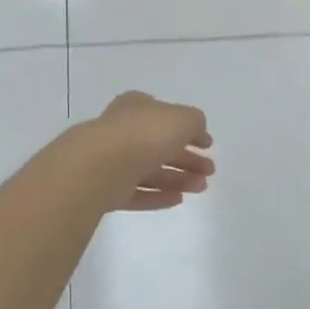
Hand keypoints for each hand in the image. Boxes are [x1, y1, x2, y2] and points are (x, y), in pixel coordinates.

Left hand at [87, 91, 214, 211]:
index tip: (208, 146)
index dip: (188, 130)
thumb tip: (197, 131)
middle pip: (160, 146)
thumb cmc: (144, 135)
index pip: (165, 116)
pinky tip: (178, 200)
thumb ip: (195, 122)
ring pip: (151, 171)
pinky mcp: (106, 190)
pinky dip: (158, 196)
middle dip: (187, 159)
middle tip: (210, 171)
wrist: (99, 167)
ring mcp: (112, 162)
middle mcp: (122, 131)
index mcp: (136, 107)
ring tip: (201, 188)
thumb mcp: (182, 118)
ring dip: (178, 179)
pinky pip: (137, 193)